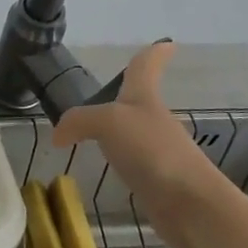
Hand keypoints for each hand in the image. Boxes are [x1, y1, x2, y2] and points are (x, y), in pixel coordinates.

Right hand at [52, 43, 224, 221]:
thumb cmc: (151, 150)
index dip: (154, 53)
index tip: (166, 43)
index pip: (146, 66)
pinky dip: (121, 163)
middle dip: (125, 97)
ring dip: (120, 132)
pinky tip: (106, 170)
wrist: (190, 204)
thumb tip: (58, 136)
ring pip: (134, 133)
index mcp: (144, 97)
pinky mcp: (158, 181)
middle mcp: (153, 120)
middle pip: (139, 101)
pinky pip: (134, 164)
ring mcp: (158, 152)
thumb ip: (78, 121)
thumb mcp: (107, 123)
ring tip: (93, 136)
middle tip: (102, 97)